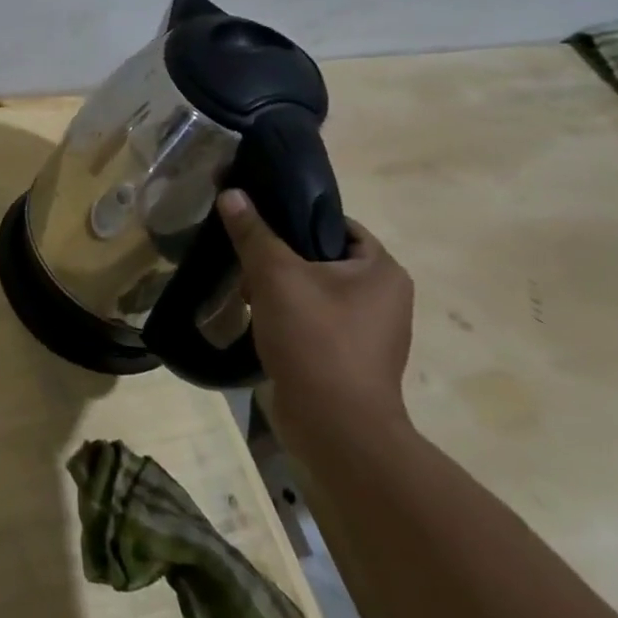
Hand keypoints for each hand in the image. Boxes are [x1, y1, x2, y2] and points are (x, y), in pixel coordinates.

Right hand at [218, 189, 414, 455]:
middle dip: (280, 259)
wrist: (335, 425)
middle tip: (246, 263)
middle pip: (323, 258)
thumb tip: (231, 192)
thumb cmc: (315, 339)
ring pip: (316, 290)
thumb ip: (253, 232)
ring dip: (280, 289)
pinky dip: (290, 316)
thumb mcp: (276, 276)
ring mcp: (371, 331)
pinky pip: (316, 320)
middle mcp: (386, 297)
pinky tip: (262, 323)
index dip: (296, 218)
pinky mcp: (351, 357)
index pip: (337, 225)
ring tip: (247, 294)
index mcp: (382, 270)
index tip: (258, 224)